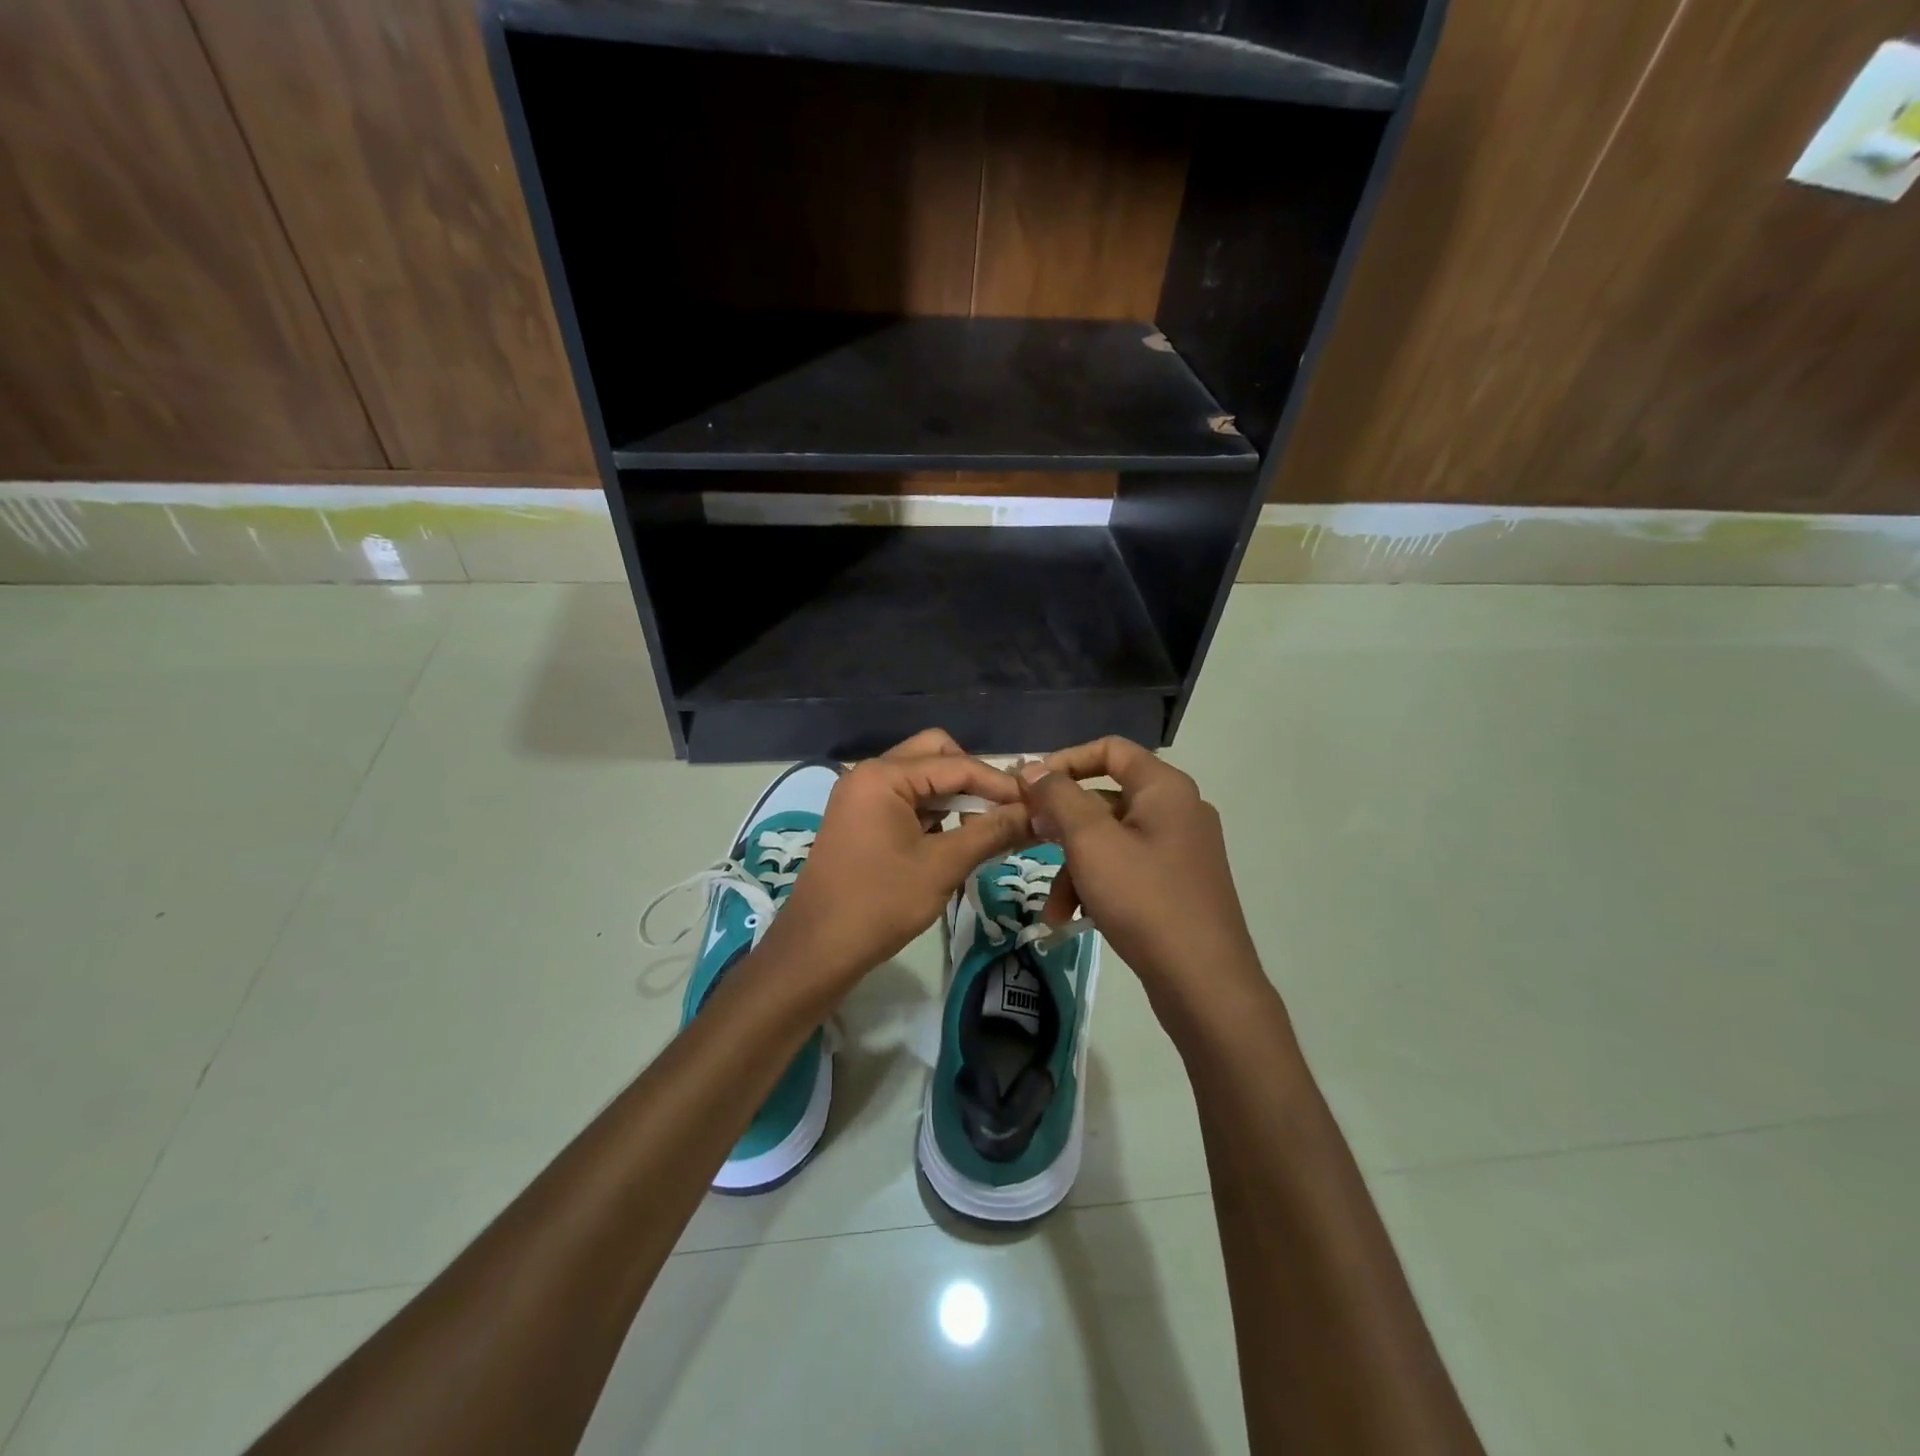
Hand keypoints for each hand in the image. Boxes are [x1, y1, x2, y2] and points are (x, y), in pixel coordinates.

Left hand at [765, 730, 1032, 988]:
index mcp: (883, 776)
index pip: (956, 764)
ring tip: (985, 831)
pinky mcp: (861, 819)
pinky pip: (907, 801)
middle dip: (973, 780)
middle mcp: (869, 774)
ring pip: (922, 779)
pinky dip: (935, 814)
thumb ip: (992, 832)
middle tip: (1001, 813)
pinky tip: (956, 840)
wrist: (817, 950)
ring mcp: (861, 796)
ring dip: (955, 798)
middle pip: (936, 756)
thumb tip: (1037, 815)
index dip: (1000, 783)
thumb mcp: (943, 866)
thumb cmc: (880, 904)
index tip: (1036, 804)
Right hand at [1019, 737, 1261, 997]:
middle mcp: (1177, 810)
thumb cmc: (1144, 899)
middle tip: (1028, 843)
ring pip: (1110, 841)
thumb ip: (1059, 798)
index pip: (1109, 750)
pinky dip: (1097, 886)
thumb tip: (1032, 769)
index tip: (1029, 788)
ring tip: (1053, 912)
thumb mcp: (1091, 842)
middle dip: (1062, 828)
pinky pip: (1126, 869)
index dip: (1065, 761)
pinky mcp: (1178, 885)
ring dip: (1074, 869)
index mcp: (1164, 788)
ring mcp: (1180, 850)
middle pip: (1105, 799)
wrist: (1205, 983)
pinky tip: (1074, 920)